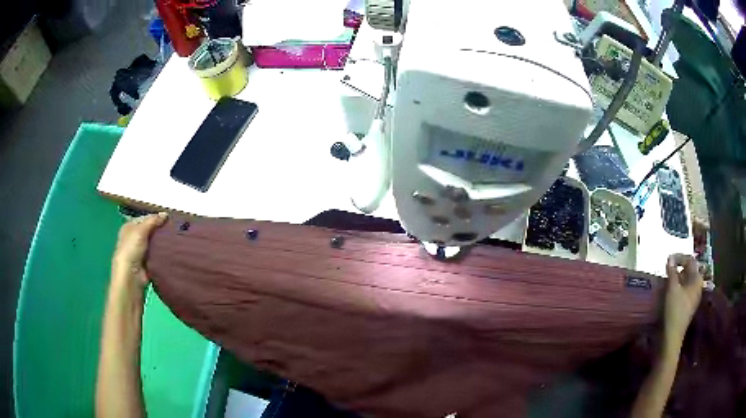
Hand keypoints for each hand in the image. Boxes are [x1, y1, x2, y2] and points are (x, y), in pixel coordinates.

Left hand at [112, 212, 168, 290]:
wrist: (131, 275)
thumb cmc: (131, 249)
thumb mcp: (141, 230)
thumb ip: (153, 221)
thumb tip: (166, 214)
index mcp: (129, 227)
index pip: (144, 218)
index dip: (155, 218)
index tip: (168, 219)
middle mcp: (134, 238)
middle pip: (149, 230)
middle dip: (160, 230)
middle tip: (174, 228)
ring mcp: (140, 251)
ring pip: (154, 242)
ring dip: (162, 242)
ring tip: (176, 238)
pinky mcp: (147, 262)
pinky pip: (157, 254)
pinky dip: (163, 252)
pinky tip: (172, 250)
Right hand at [663, 253, 702, 347]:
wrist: (672, 336)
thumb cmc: (674, 310)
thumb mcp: (672, 288)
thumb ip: (672, 271)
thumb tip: (670, 257)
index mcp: (697, 279)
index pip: (690, 260)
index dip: (680, 257)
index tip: (669, 259)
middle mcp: (698, 286)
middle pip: (690, 270)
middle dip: (679, 267)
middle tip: (668, 268)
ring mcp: (693, 297)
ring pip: (687, 280)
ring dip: (678, 277)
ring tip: (668, 278)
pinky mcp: (688, 305)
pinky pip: (685, 289)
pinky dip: (678, 286)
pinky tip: (670, 290)